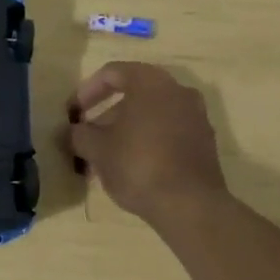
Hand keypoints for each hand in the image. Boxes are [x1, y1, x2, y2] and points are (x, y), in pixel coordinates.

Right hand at [68, 63, 229, 227]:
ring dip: (126, 130)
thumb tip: (74, 132)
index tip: (74, 113)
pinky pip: (169, 132)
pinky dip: (148, 141)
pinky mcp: (205, 143)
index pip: (112, 73)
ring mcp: (196, 116)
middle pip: (134, 94)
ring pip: (151, 115)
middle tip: (89, 137)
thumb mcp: (97, 149)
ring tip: (107, 158)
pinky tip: (133, 167)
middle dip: (107, 115)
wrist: (191, 206)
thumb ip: (80, 134)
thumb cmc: (138, 164)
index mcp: (150, 82)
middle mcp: (177, 90)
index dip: (87, 91)